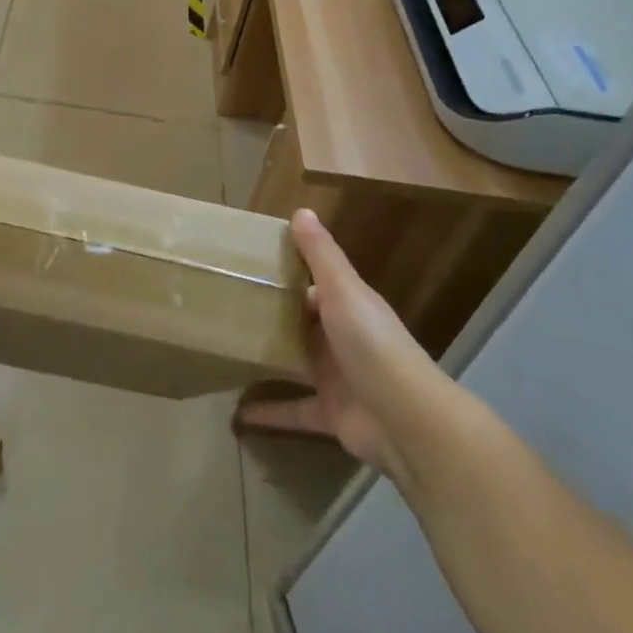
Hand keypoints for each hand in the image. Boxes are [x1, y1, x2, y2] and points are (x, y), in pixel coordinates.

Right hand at [234, 209, 456, 488]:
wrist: (408, 421)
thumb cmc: (372, 344)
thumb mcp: (344, 291)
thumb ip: (321, 255)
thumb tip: (302, 210)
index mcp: (347, 305)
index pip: (312, 283)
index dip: (283, 273)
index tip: (245, 265)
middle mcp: (341, 338)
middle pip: (300, 321)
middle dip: (270, 315)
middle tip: (224, 305)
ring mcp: (335, 377)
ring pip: (294, 362)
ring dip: (267, 359)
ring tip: (224, 351)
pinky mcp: (328, 413)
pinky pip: (292, 409)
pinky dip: (267, 412)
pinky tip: (236, 413)